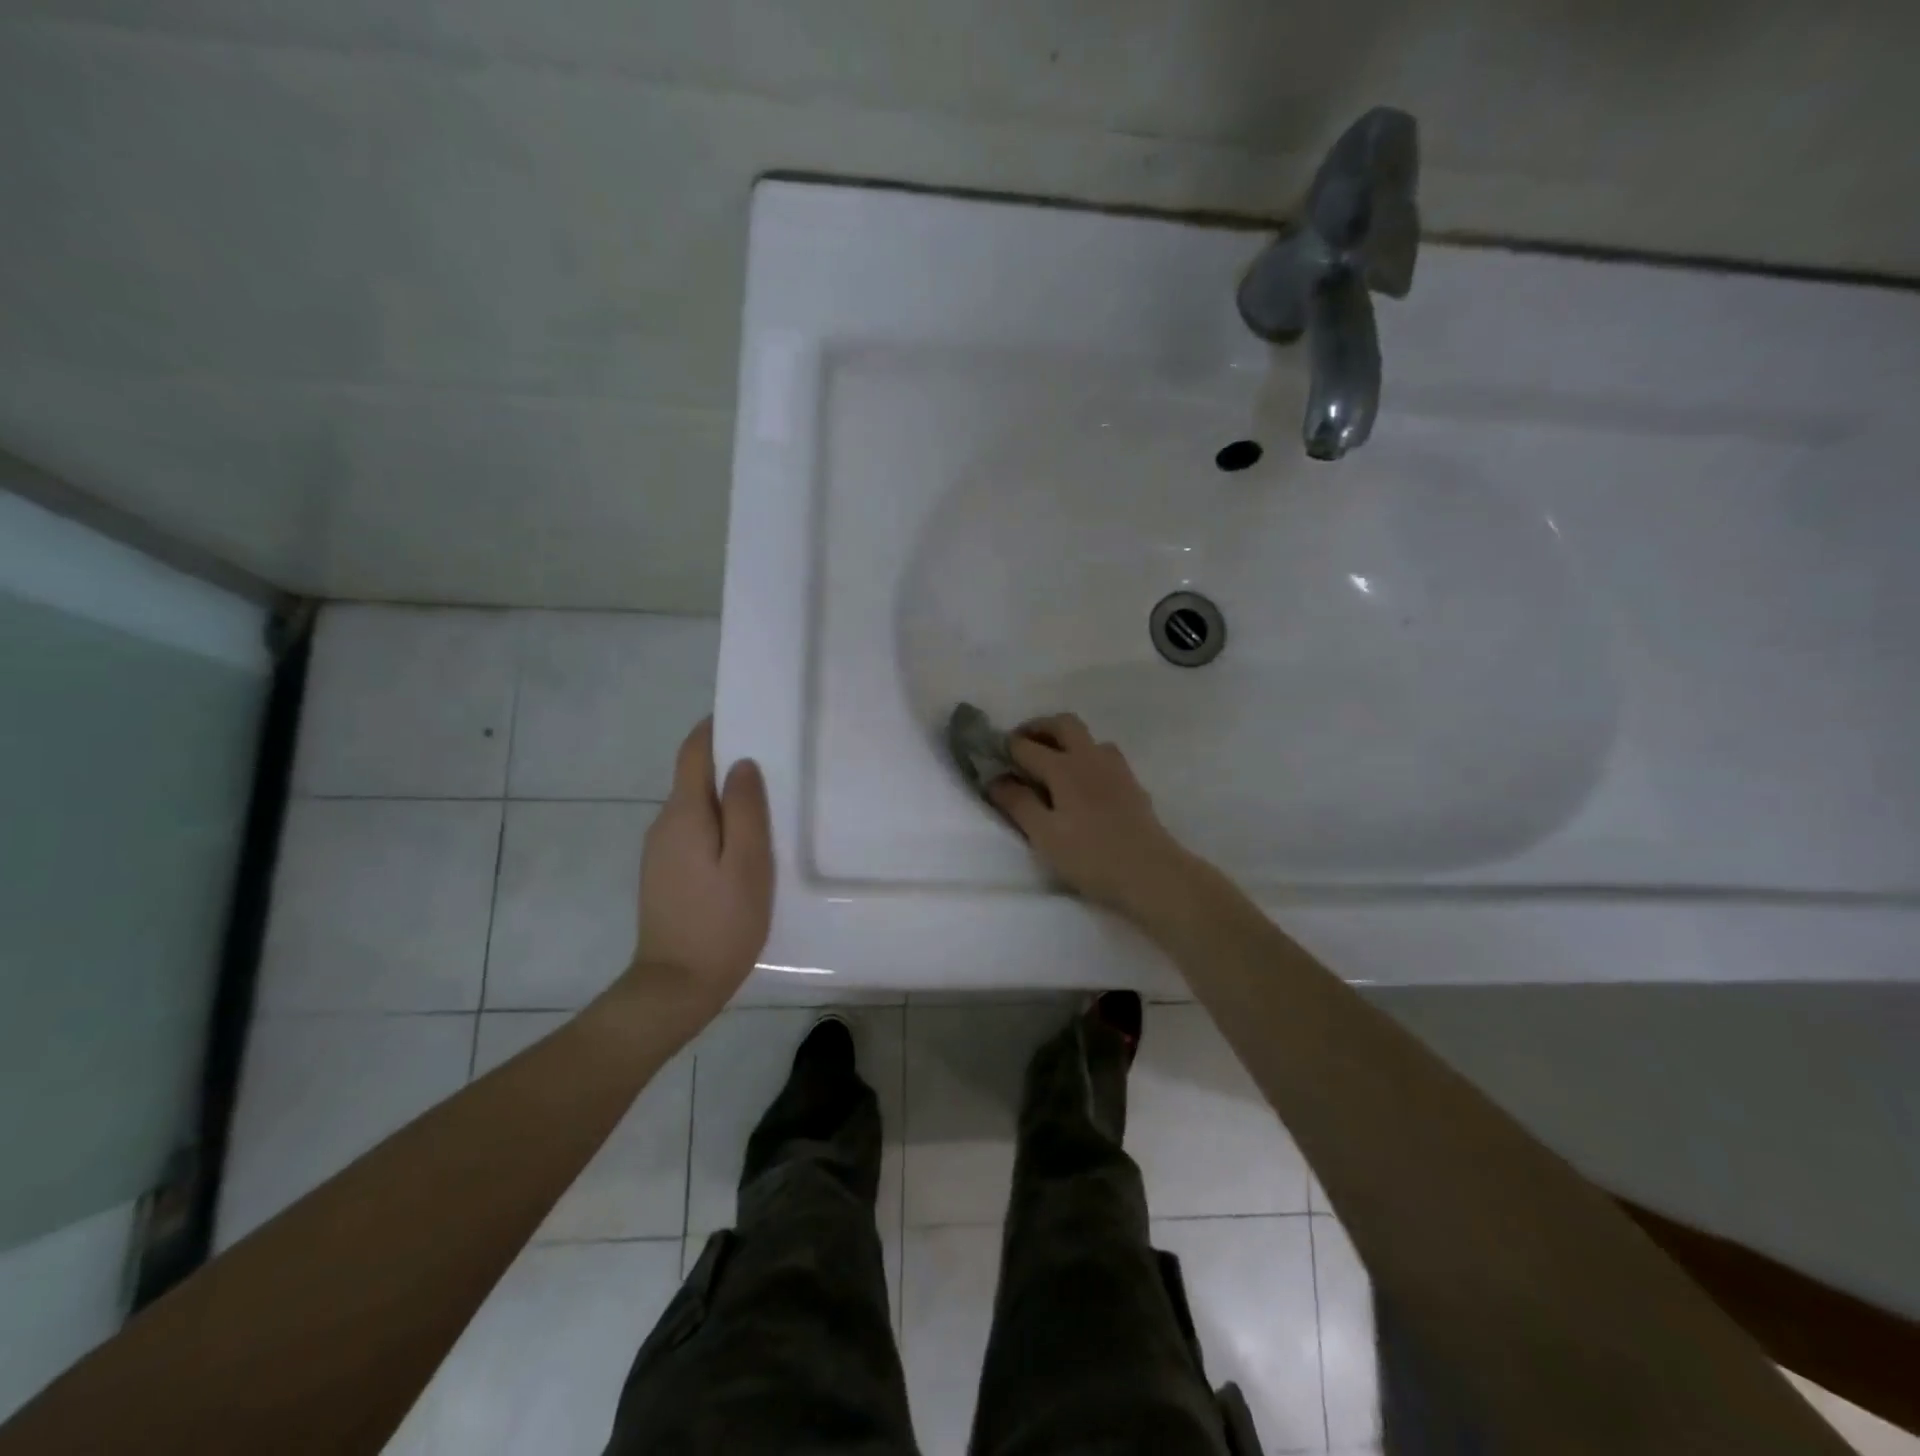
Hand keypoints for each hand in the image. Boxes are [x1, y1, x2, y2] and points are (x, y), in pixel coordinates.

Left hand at [624, 719, 773, 1023]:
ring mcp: (659, 852)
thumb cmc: (721, 922)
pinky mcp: (664, 875)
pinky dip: (718, 825)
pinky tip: (745, 847)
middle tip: (776, 765)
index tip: (749, 718)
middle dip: (729, 765)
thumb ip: (746, 809)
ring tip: (769, 807)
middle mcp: (664, 825)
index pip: (693, 752)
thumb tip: (742, 764)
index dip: (716, 729)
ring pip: (695, 808)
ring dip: (726, 799)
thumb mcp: (748, 864)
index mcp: (684, 814)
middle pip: (694, 778)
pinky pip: (693, 833)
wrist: (675, 987)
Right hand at [986, 713, 1192, 917]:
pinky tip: (1081, 783)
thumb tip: (995, 779)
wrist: (1152, 872)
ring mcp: (1115, 768)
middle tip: (1021, 745)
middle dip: (1038, 728)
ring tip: (1051, 763)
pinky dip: (1085, 756)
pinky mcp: (1131, 783)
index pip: (1027, 747)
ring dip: (1065, 740)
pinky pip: (1103, 755)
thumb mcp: (1045, 835)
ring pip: (1088, 737)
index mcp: (1064, 767)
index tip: (991, 755)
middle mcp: (1090, 757)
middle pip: (1063, 724)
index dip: (1006, 748)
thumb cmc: (1091, 856)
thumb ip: (1018, 804)